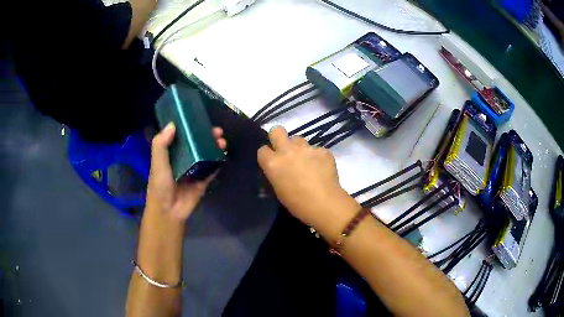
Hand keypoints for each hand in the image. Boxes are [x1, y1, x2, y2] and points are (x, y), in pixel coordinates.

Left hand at [145, 123, 226, 221]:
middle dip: (207, 137)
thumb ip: (161, 144)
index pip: (182, 137)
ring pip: (206, 156)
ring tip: (222, 142)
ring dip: (214, 148)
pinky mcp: (202, 182)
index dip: (191, 128)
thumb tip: (172, 124)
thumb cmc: (160, 185)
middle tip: (217, 131)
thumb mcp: (157, 162)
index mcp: (171, 154)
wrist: (169, 210)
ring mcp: (194, 171)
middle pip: (197, 145)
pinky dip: (218, 163)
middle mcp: (183, 160)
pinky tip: (223, 155)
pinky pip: (212, 171)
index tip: (200, 120)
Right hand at [257, 126, 351, 228]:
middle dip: (278, 137)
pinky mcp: (322, 150)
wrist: (324, 203)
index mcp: (273, 163)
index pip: (262, 149)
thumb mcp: (278, 190)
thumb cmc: (297, 204)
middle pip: (277, 130)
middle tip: (284, 149)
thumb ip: (275, 174)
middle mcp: (287, 151)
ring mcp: (306, 148)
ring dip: (299, 148)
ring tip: (306, 161)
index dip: (267, 155)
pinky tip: (321, 168)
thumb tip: (278, 170)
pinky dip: (317, 157)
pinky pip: (316, 149)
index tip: (272, 162)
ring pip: (298, 139)